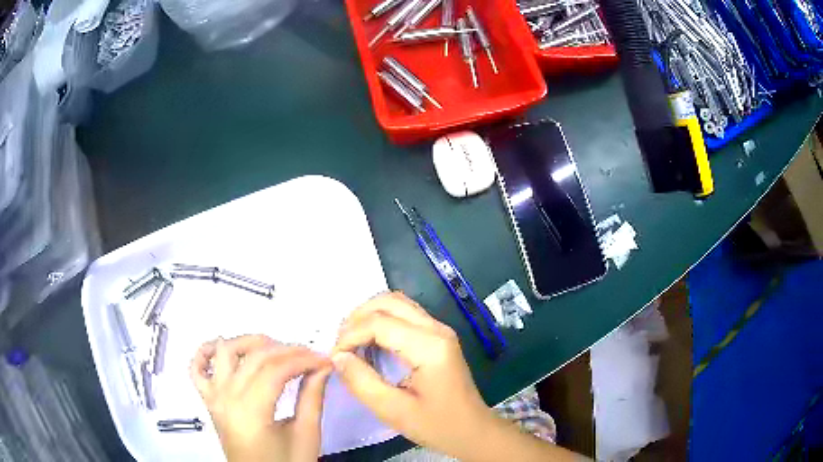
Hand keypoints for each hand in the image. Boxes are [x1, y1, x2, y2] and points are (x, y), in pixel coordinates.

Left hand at [190, 335, 331, 461]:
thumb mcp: (306, 436)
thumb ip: (312, 398)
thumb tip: (322, 366)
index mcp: (250, 410)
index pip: (277, 369)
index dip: (304, 359)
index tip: (326, 360)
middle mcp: (226, 397)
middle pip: (255, 357)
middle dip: (287, 350)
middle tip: (310, 356)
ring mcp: (213, 396)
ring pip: (225, 351)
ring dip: (250, 343)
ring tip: (275, 350)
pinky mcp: (208, 400)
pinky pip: (196, 368)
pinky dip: (206, 352)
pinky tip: (224, 349)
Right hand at [331, 292, 496, 457]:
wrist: (474, 430)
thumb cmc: (438, 425)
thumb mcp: (394, 411)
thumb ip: (362, 382)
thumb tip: (338, 357)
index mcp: (430, 347)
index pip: (379, 323)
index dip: (350, 336)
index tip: (334, 358)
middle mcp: (437, 329)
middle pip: (388, 302)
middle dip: (357, 318)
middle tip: (341, 346)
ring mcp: (440, 330)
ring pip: (397, 303)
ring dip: (369, 315)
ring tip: (351, 341)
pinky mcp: (438, 337)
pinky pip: (405, 315)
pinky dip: (381, 320)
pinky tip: (370, 342)